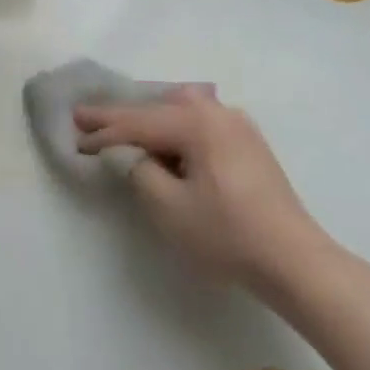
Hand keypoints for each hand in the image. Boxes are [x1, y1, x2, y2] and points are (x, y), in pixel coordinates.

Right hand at [75, 89, 336, 301]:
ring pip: (179, 112)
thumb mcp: (169, 208)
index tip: (73, 131)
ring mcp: (236, 123)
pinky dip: (174, 128)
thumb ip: (139, 171)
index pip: (136, 122)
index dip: (102, 130)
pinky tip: (164, 137)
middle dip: (121, 116)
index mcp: (195, 122)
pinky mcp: (248, 142)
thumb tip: (132, 155)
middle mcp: (216, 111)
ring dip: (148, 120)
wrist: (296, 260)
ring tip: (120, 125)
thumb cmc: (227, 234)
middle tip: (86, 116)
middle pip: (156, 109)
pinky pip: (199, 123)